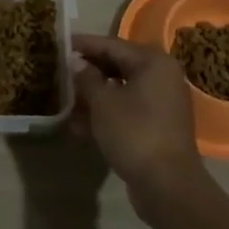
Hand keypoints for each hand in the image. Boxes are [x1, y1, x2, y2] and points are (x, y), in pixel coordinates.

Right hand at [72, 34, 209, 209]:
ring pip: (121, 90)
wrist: (167, 185)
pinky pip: (128, 110)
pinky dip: (106, 113)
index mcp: (153, 62)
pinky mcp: (158, 125)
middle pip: (118, 66)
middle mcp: (162, 76)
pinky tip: (78, 125)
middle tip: (60, 70)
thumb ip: (87, 78)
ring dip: (94, 95)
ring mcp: (162, 102)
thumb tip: (76, 62)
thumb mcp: (103, 103)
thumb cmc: (134, 133)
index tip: (60, 43)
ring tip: (64, 99)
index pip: (112, 45)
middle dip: (88, 71)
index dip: (84, 44)